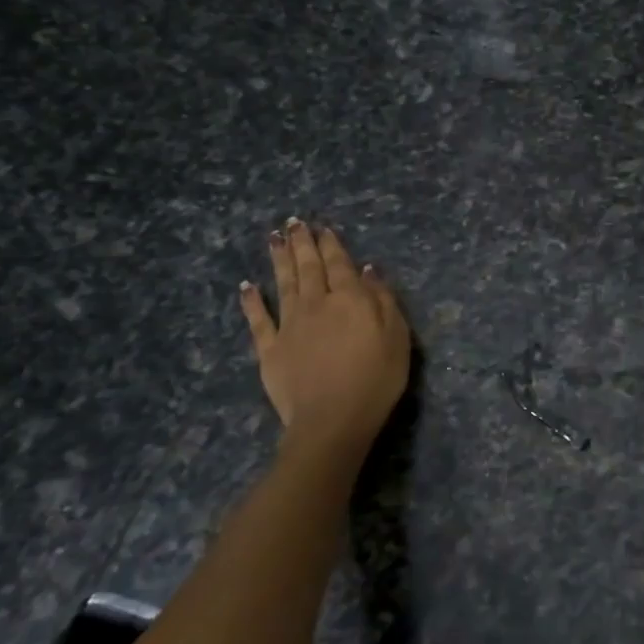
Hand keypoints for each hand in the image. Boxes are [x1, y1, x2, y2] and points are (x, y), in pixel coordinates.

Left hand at [239, 219, 410, 457]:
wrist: (333, 420)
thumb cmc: (376, 379)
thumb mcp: (397, 337)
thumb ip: (383, 300)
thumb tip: (367, 270)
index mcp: (350, 299)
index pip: (340, 264)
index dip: (331, 244)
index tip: (323, 227)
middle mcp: (317, 304)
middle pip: (309, 268)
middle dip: (302, 243)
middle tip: (294, 222)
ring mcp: (289, 326)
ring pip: (283, 284)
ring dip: (279, 260)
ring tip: (274, 238)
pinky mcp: (270, 349)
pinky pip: (258, 320)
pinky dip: (251, 301)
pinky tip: (246, 286)